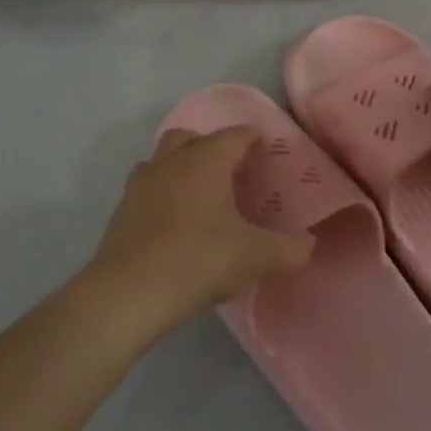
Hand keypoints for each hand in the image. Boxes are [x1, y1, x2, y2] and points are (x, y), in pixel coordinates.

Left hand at [85, 127, 314, 337]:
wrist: (128, 294)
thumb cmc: (198, 261)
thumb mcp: (256, 258)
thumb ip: (290, 250)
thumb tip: (309, 245)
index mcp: (206, 161)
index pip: (234, 136)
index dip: (253, 138)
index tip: (266, 149)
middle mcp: (171, 162)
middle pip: (191, 137)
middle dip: (212, 146)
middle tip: (232, 172)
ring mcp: (142, 184)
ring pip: (163, 159)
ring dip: (182, 166)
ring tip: (201, 195)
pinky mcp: (122, 210)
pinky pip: (147, 187)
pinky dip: (163, 193)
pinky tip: (175, 222)